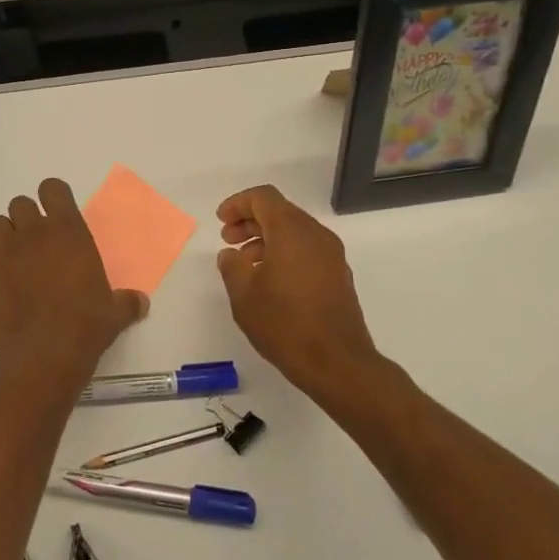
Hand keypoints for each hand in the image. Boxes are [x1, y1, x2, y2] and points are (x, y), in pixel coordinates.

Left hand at [0, 178, 146, 379]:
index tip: (58, 216)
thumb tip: (140, 303)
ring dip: (3, 235)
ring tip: (11, 257)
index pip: (53, 188)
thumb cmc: (86, 326)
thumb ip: (127, 301)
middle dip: (26, 219)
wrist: (46, 354)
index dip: (53, 198)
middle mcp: (34, 232)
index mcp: (68, 230)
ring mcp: (5, 250)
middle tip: (35, 243)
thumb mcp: (115, 312)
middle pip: (20, 204)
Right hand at [215, 185, 395, 405]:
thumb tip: (231, 254)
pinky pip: (306, 249)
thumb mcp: (244, 295)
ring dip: (266, 238)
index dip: (238, 204)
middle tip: (228, 240)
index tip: (220, 221)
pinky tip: (268, 278)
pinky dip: (284, 252)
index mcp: (292, 231)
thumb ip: (232, 266)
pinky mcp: (338, 275)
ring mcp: (331, 255)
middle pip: (280, 211)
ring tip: (244, 262)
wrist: (337, 362)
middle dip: (250, 220)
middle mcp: (316, 235)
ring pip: (294, 231)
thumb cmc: (285, 324)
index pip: (263, 198)